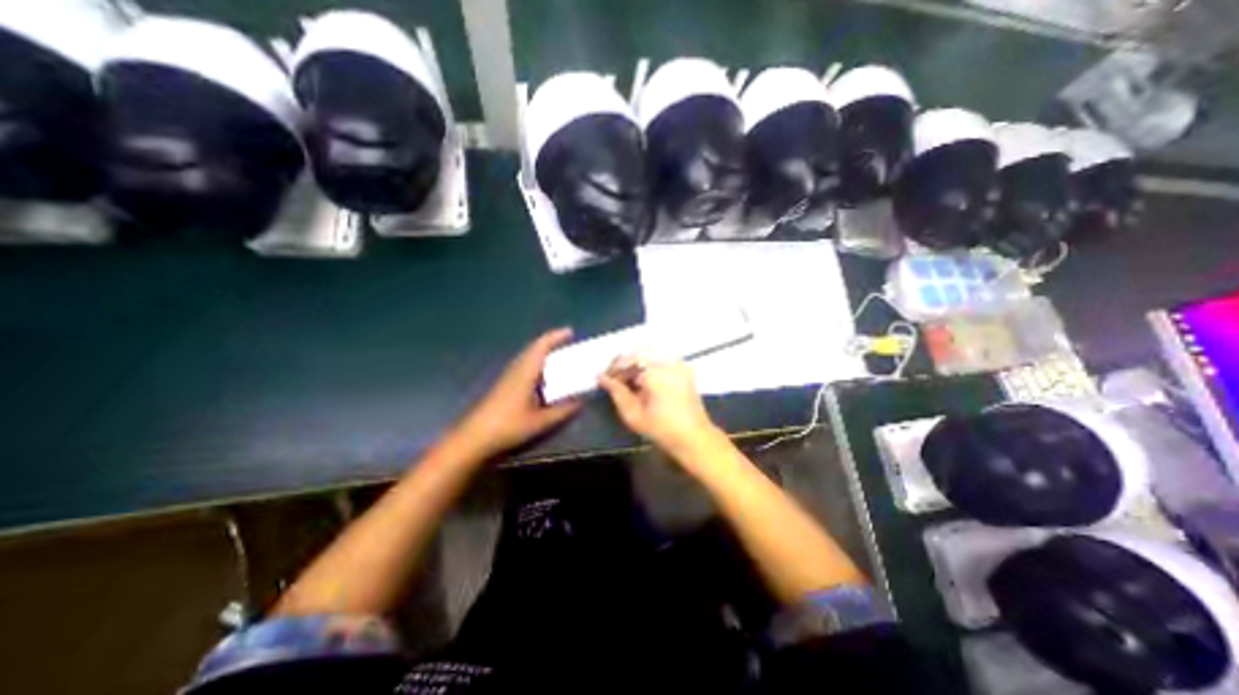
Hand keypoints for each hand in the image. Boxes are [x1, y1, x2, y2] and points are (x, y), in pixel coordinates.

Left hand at [453, 328, 585, 458]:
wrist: (474, 437)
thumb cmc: (508, 426)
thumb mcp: (540, 421)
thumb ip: (562, 411)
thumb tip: (581, 402)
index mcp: (525, 371)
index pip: (541, 346)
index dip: (556, 336)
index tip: (571, 332)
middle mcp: (516, 369)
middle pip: (534, 348)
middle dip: (552, 343)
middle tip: (569, 344)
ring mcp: (508, 376)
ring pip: (528, 357)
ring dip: (544, 354)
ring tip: (561, 359)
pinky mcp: (505, 385)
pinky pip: (525, 367)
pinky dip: (538, 365)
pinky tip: (544, 378)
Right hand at [599, 358, 723, 455]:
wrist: (694, 437)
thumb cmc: (661, 429)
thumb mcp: (633, 413)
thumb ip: (616, 391)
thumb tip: (601, 377)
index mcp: (655, 371)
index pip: (627, 360)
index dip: (613, 369)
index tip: (604, 380)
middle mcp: (668, 361)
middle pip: (638, 353)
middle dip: (624, 364)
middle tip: (615, 379)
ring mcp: (678, 363)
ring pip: (649, 354)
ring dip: (636, 364)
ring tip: (628, 380)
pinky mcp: (684, 368)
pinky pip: (662, 359)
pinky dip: (649, 365)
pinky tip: (643, 380)